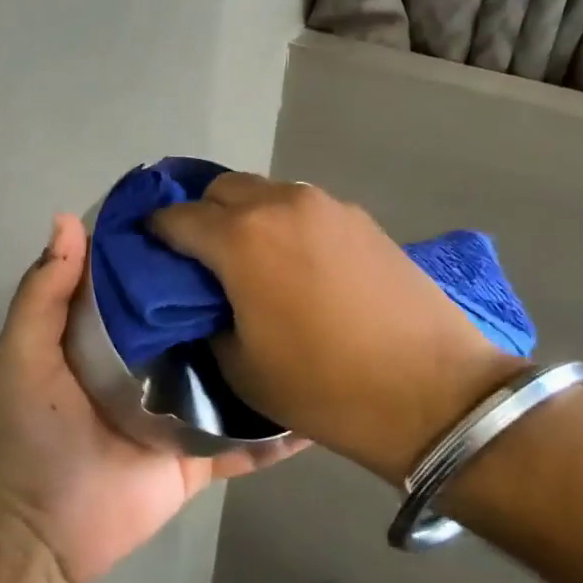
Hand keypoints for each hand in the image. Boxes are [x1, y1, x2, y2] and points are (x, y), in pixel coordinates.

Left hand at [0, 213, 305, 582]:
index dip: (178, 249)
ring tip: (320, 324)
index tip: (219, 212)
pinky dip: (281, 432)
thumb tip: (67, 218)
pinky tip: (322, 408)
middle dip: (235, 298)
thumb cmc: (34, 430)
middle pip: (200, 324)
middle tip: (287, 264)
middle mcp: (154, 363)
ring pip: (233, 377)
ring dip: (266, 358)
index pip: (150, 281)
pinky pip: (248, 443)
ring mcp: (183, 410)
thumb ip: (43, 292)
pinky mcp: (202, 456)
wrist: (48, 527)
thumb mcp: (25, 352)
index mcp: (113, 334)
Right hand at [149, 174, 525, 482]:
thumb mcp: (241, 367)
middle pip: (220, 189)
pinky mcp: (360, 218)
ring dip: (244, 216)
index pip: (176, 218)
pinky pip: (302, 207)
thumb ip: (205, 321)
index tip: (149, 251)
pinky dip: (284, 223)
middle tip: (199, 257)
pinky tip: (296, 263)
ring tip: (249, 259)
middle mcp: (279, 205)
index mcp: (240, 238)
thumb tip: (200, 301)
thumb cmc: (324, 386)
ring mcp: (325, 206)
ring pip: (265, 193)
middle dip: (200, 215)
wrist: (433, 393)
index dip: (155, 233)